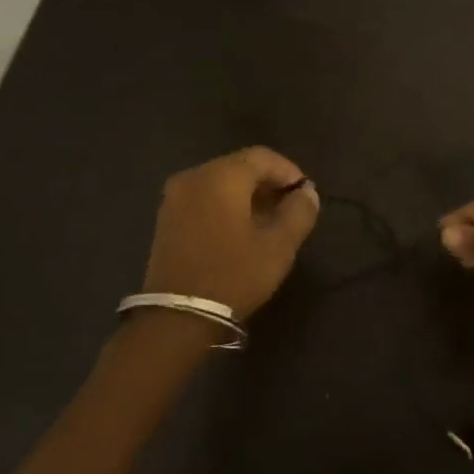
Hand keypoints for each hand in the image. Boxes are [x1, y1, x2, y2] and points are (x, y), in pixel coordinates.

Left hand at [140, 147, 320, 317]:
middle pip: (239, 166)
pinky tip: (239, 231)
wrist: (177, 316)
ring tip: (268, 222)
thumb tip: (308, 192)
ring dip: (246, 196)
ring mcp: (175, 197)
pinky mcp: (166, 218)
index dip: (289, 171)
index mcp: (222, 176)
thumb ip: (299, 212)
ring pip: (220, 182)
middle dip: (267, 183)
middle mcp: (194, 176)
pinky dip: (225, 206)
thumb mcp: (278, 247)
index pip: (262, 156)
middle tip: (289, 209)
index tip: (305, 194)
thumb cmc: (233, 275)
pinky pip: (203, 198)